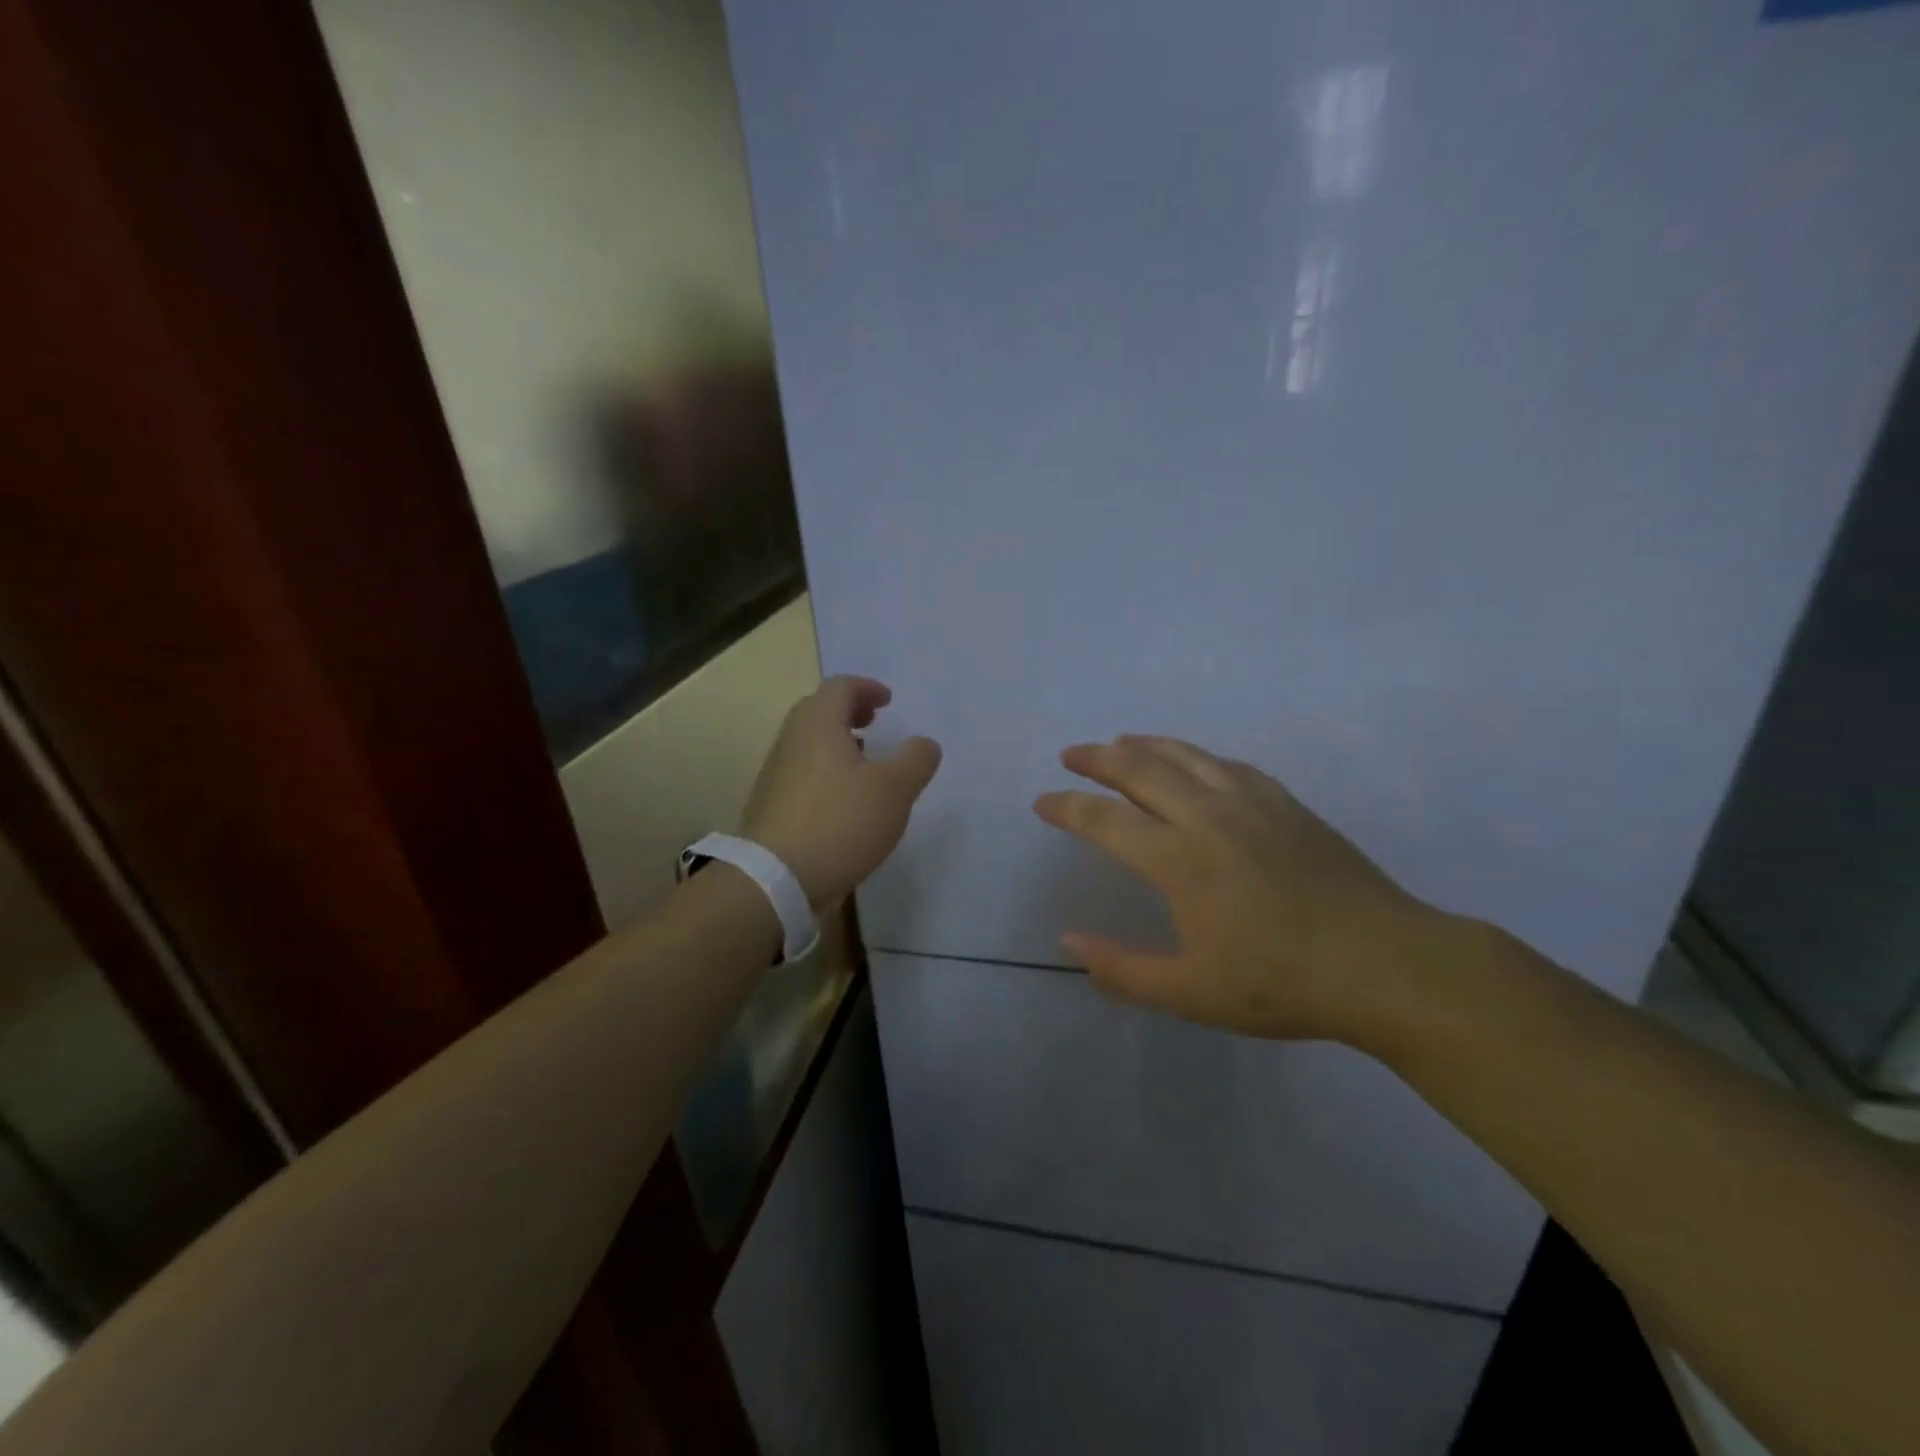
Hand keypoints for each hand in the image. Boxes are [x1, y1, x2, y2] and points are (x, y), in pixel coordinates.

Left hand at [740, 676, 941, 908]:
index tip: (888, 702)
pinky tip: (845, 798)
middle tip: (875, 723)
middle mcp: (792, 740)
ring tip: (865, 761)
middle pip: (819, 710)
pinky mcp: (772, 804)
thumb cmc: (840, 822)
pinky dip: (826, 769)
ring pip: (809, 742)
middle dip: (850, 711)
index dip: (867, 687)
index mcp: (818, 724)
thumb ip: (916, 759)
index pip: (840, 687)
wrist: (776, 879)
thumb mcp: (894, 789)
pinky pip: (803, 771)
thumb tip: (923, 744)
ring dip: (838, 741)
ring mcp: (776, 773)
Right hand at [1033, 735, 1453, 1045]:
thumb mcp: (1190, 993)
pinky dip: (1196, 756)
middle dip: (1099, 758)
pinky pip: (1228, 765)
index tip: (1042, 801)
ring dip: (1145, 745)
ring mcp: (1252, 804)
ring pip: (1186, 756)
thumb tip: (1068, 941)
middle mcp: (1208, 817)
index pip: (1105, 821)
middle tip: (1072, 753)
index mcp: (1179, 860)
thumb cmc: (1282, 984)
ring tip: (1120, 742)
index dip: (1068, 807)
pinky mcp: (1287, 805)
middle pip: (1141, 769)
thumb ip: (1122, 969)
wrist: (1386, 964)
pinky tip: (1194, 762)